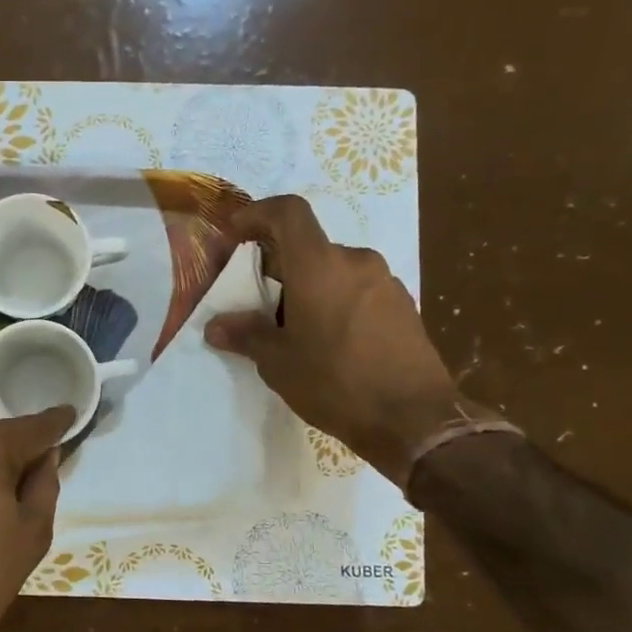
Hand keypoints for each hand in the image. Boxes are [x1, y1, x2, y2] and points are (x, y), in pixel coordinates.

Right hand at [206, 195, 484, 485]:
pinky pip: (357, 291)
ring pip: (334, 271)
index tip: (237, 232)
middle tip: (257, 301)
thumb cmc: (336, 383)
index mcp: (319, 265)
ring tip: (292, 329)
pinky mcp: (403, 306)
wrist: (415, 419)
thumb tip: (216, 326)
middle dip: (279, 267)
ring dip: (308, 288)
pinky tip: (328, 343)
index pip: (288, 212)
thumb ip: (247, 336)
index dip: (258, 213)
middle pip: (309, 247)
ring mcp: (385, 283)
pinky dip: (334, 303)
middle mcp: (355, 262)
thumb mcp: (279, 363)